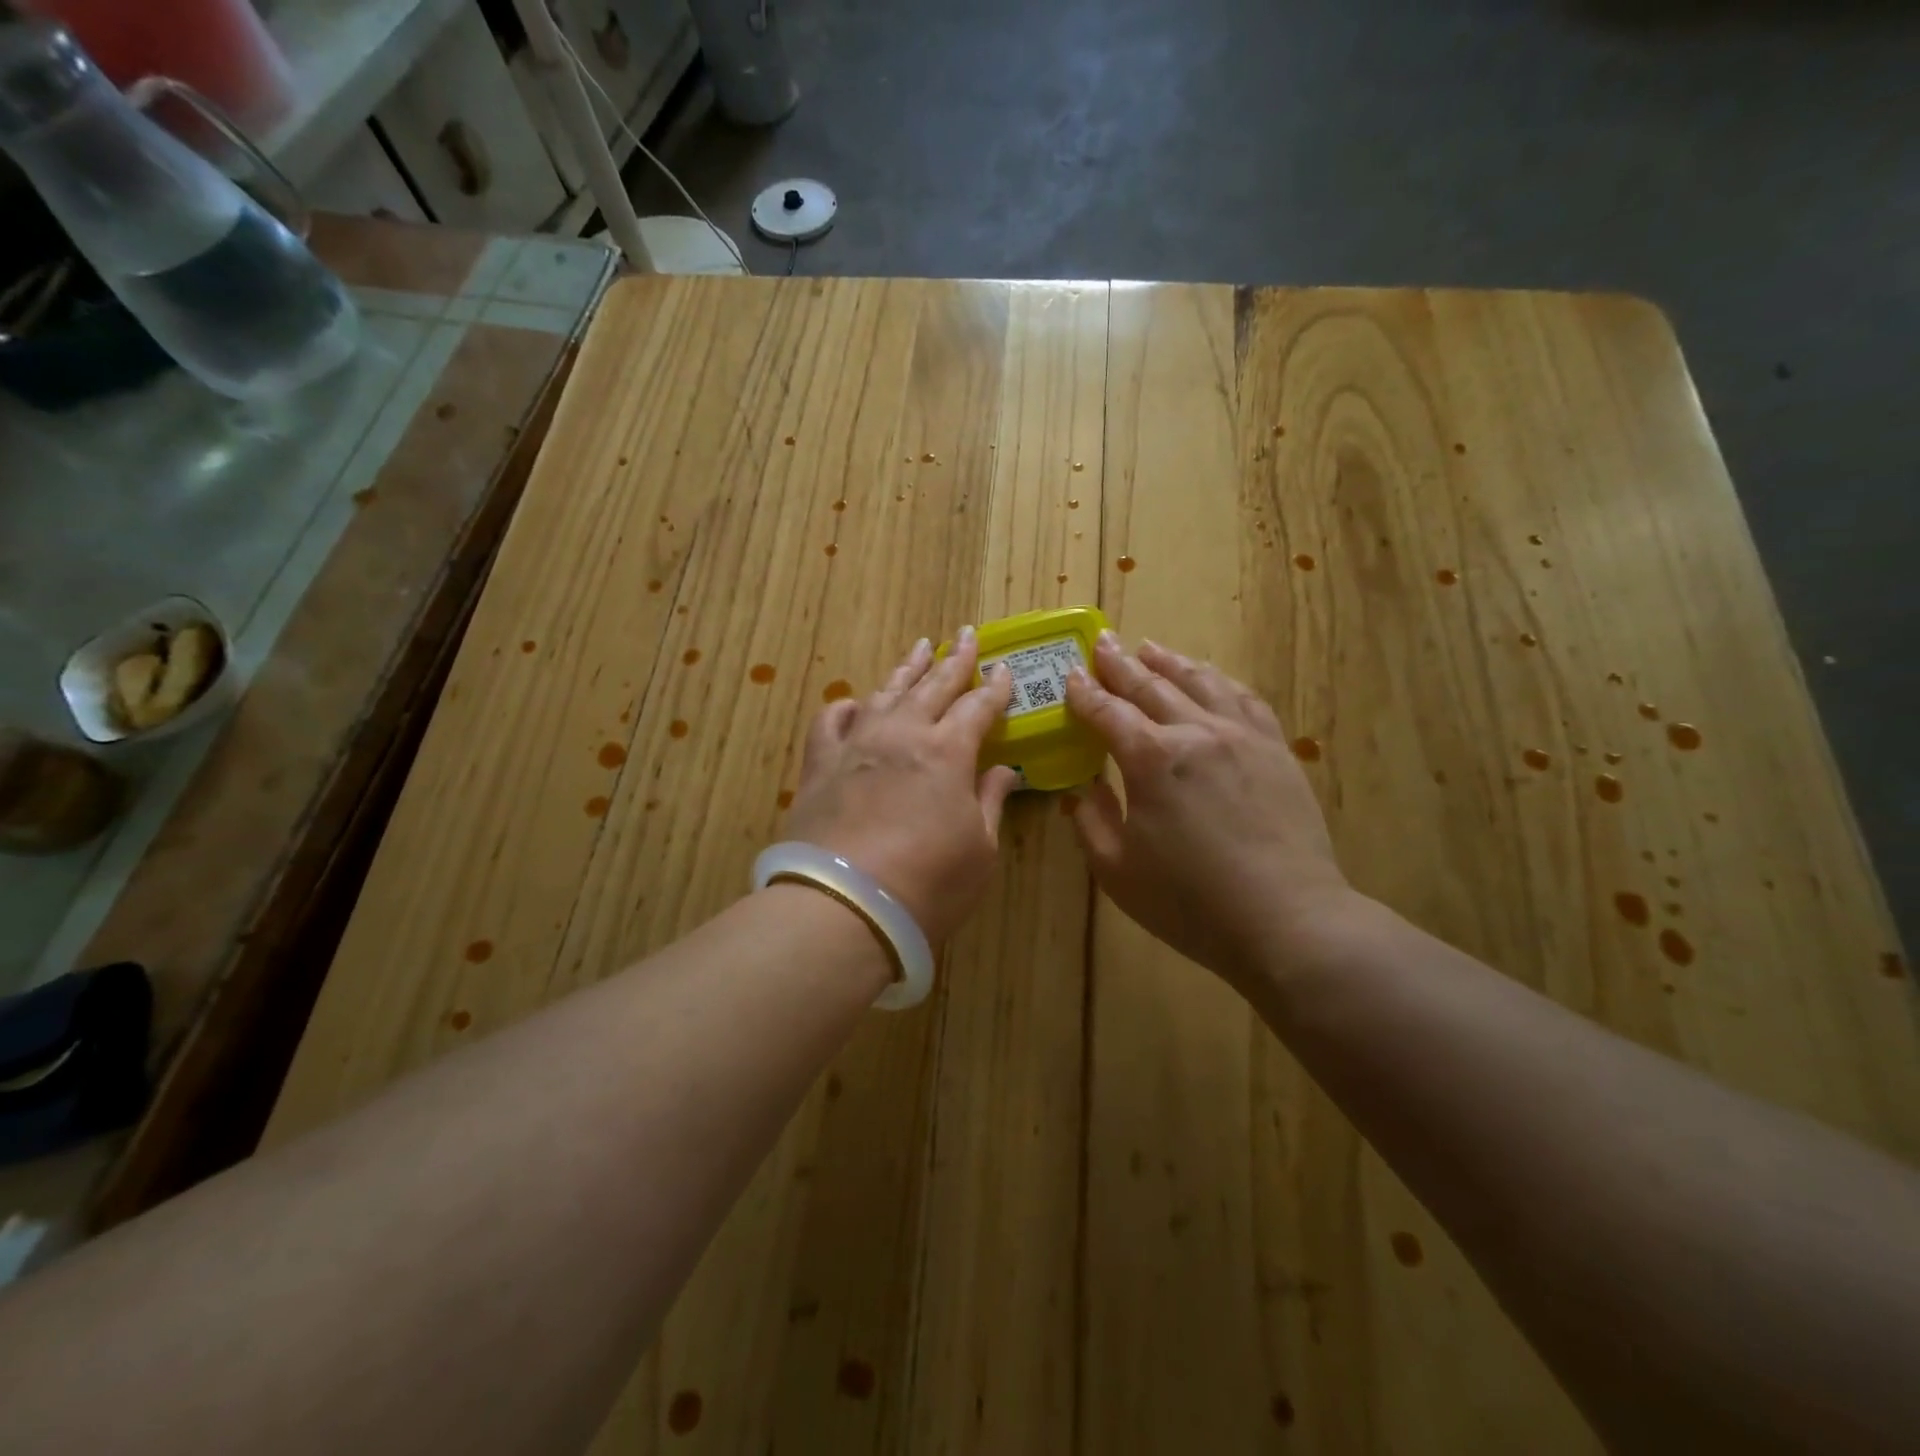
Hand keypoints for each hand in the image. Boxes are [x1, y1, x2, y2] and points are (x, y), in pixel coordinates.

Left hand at [783, 628, 1018, 942]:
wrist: (844, 907)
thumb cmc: (928, 884)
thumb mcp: (980, 850)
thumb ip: (990, 802)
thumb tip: (1004, 770)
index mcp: (947, 752)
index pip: (978, 708)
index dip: (995, 688)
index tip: (1005, 669)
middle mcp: (901, 735)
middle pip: (934, 687)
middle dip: (956, 659)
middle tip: (968, 635)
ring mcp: (856, 746)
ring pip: (885, 693)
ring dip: (907, 669)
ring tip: (921, 647)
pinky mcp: (819, 766)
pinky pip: (829, 722)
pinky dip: (844, 707)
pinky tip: (853, 701)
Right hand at [1064, 633, 1355, 984]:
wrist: (1286, 920)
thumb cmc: (1189, 902)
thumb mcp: (1116, 870)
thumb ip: (1090, 820)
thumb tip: (1080, 787)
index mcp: (1151, 759)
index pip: (1108, 712)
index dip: (1085, 693)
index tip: (1070, 674)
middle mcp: (1195, 733)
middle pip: (1151, 686)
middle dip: (1121, 664)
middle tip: (1103, 642)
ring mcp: (1241, 736)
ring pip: (1200, 682)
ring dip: (1169, 662)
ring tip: (1150, 647)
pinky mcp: (1275, 750)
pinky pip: (1244, 699)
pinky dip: (1220, 681)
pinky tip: (1211, 677)